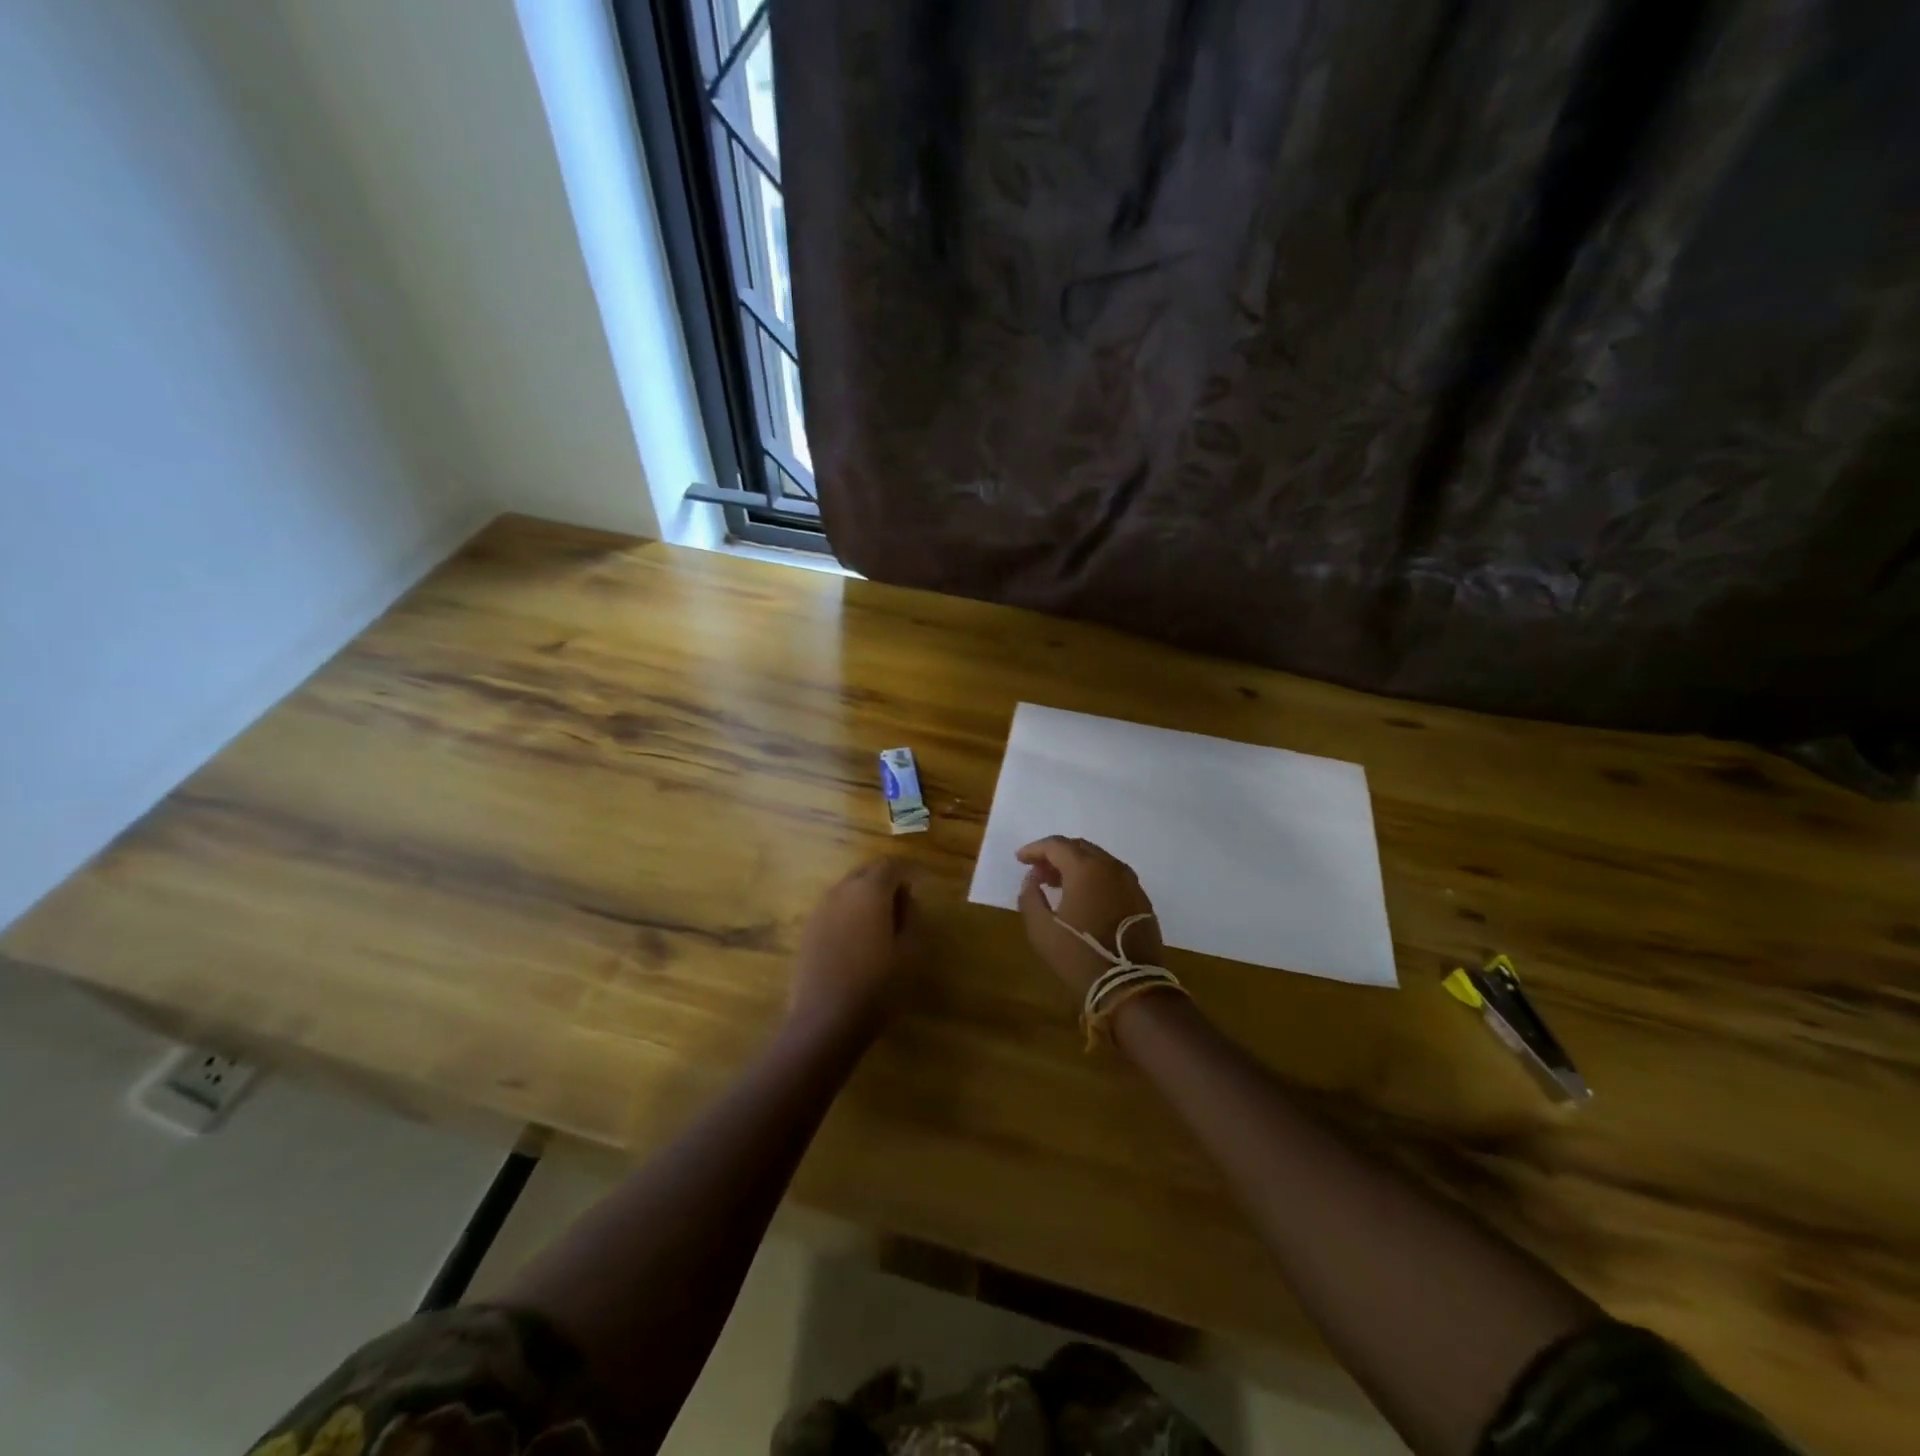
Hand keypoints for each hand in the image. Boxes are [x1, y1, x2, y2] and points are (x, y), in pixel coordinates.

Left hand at [788, 859, 916, 1039]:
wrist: (824, 1021)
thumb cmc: (877, 986)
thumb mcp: (910, 952)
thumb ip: (912, 916)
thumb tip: (906, 898)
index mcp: (869, 890)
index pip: (891, 865)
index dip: (907, 872)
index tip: (919, 885)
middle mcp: (841, 891)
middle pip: (866, 872)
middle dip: (884, 881)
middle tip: (902, 904)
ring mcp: (820, 910)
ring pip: (847, 890)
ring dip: (865, 897)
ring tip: (880, 923)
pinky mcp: (807, 930)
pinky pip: (834, 909)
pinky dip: (848, 913)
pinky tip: (857, 939)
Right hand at [1015, 836, 1161, 998]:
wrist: (1130, 986)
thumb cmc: (1079, 955)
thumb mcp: (1041, 929)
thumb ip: (1030, 896)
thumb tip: (1032, 878)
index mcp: (1086, 868)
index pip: (1056, 845)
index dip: (1035, 849)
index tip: (1020, 859)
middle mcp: (1111, 867)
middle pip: (1079, 848)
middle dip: (1056, 855)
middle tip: (1038, 871)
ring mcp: (1130, 882)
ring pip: (1098, 861)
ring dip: (1076, 866)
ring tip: (1057, 884)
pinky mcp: (1141, 899)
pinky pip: (1113, 876)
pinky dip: (1094, 878)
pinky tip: (1084, 897)